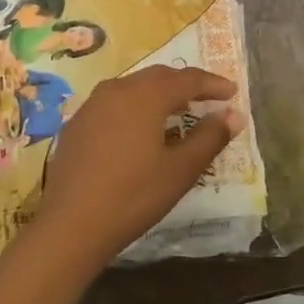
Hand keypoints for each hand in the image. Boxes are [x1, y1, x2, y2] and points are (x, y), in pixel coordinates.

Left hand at [23, 65, 242, 272]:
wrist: (70, 226)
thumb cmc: (133, 196)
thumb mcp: (180, 170)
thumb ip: (210, 138)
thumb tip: (234, 114)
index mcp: (146, 96)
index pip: (188, 79)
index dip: (213, 84)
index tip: (233, 93)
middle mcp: (117, 90)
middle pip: (159, 77)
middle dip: (186, 84)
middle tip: (207, 98)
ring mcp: (92, 105)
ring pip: (134, 87)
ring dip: (159, 94)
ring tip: (177, 111)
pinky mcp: (77, 124)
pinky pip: (114, 103)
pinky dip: (135, 107)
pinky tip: (140, 130)